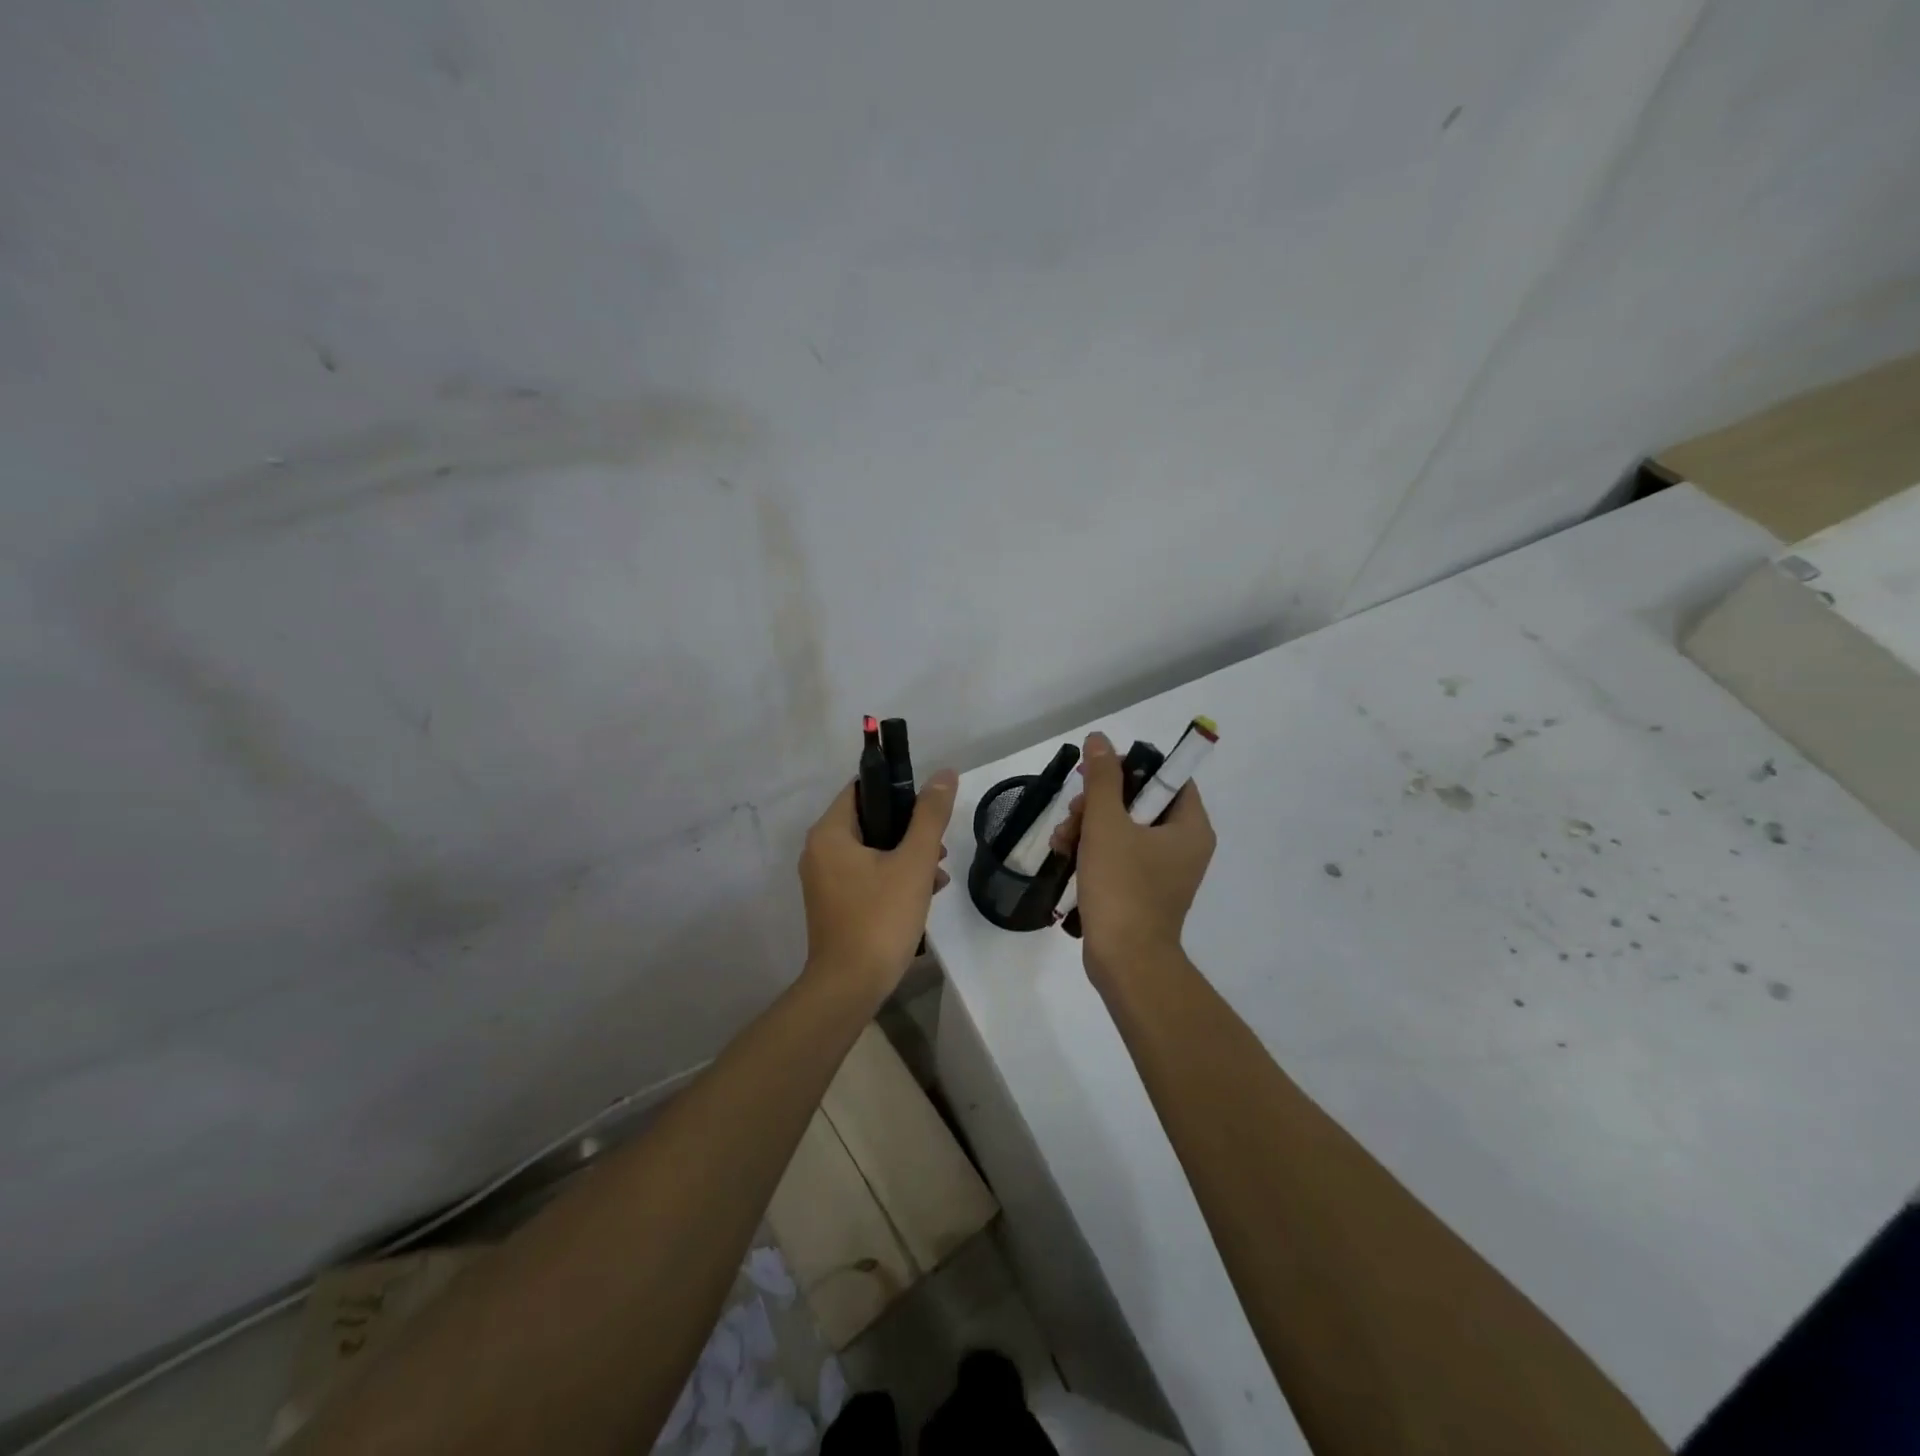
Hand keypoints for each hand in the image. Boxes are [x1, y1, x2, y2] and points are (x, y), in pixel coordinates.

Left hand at [799, 770, 957, 997]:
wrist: (850, 987)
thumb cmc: (880, 918)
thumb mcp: (913, 862)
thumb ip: (929, 816)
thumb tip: (945, 774)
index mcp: (829, 833)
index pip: (862, 789)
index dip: (898, 790)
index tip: (929, 807)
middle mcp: (819, 851)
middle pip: (870, 821)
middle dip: (909, 830)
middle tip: (939, 846)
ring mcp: (824, 880)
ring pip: (871, 851)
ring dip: (906, 856)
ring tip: (938, 874)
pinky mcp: (834, 904)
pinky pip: (866, 876)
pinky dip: (892, 878)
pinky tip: (923, 894)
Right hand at [1051, 732, 1214, 981]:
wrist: (1125, 962)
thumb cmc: (1122, 888)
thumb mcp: (1106, 825)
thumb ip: (1102, 779)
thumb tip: (1100, 739)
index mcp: (1190, 827)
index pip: (1168, 776)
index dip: (1131, 767)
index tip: (1096, 774)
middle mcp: (1183, 845)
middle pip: (1139, 801)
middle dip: (1098, 803)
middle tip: (1074, 814)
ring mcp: (1163, 870)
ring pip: (1123, 828)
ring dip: (1088, 826)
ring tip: (1062, 839)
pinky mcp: (1142, 890)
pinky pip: (1119, 854)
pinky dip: (1092, 850)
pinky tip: (1065, 854)